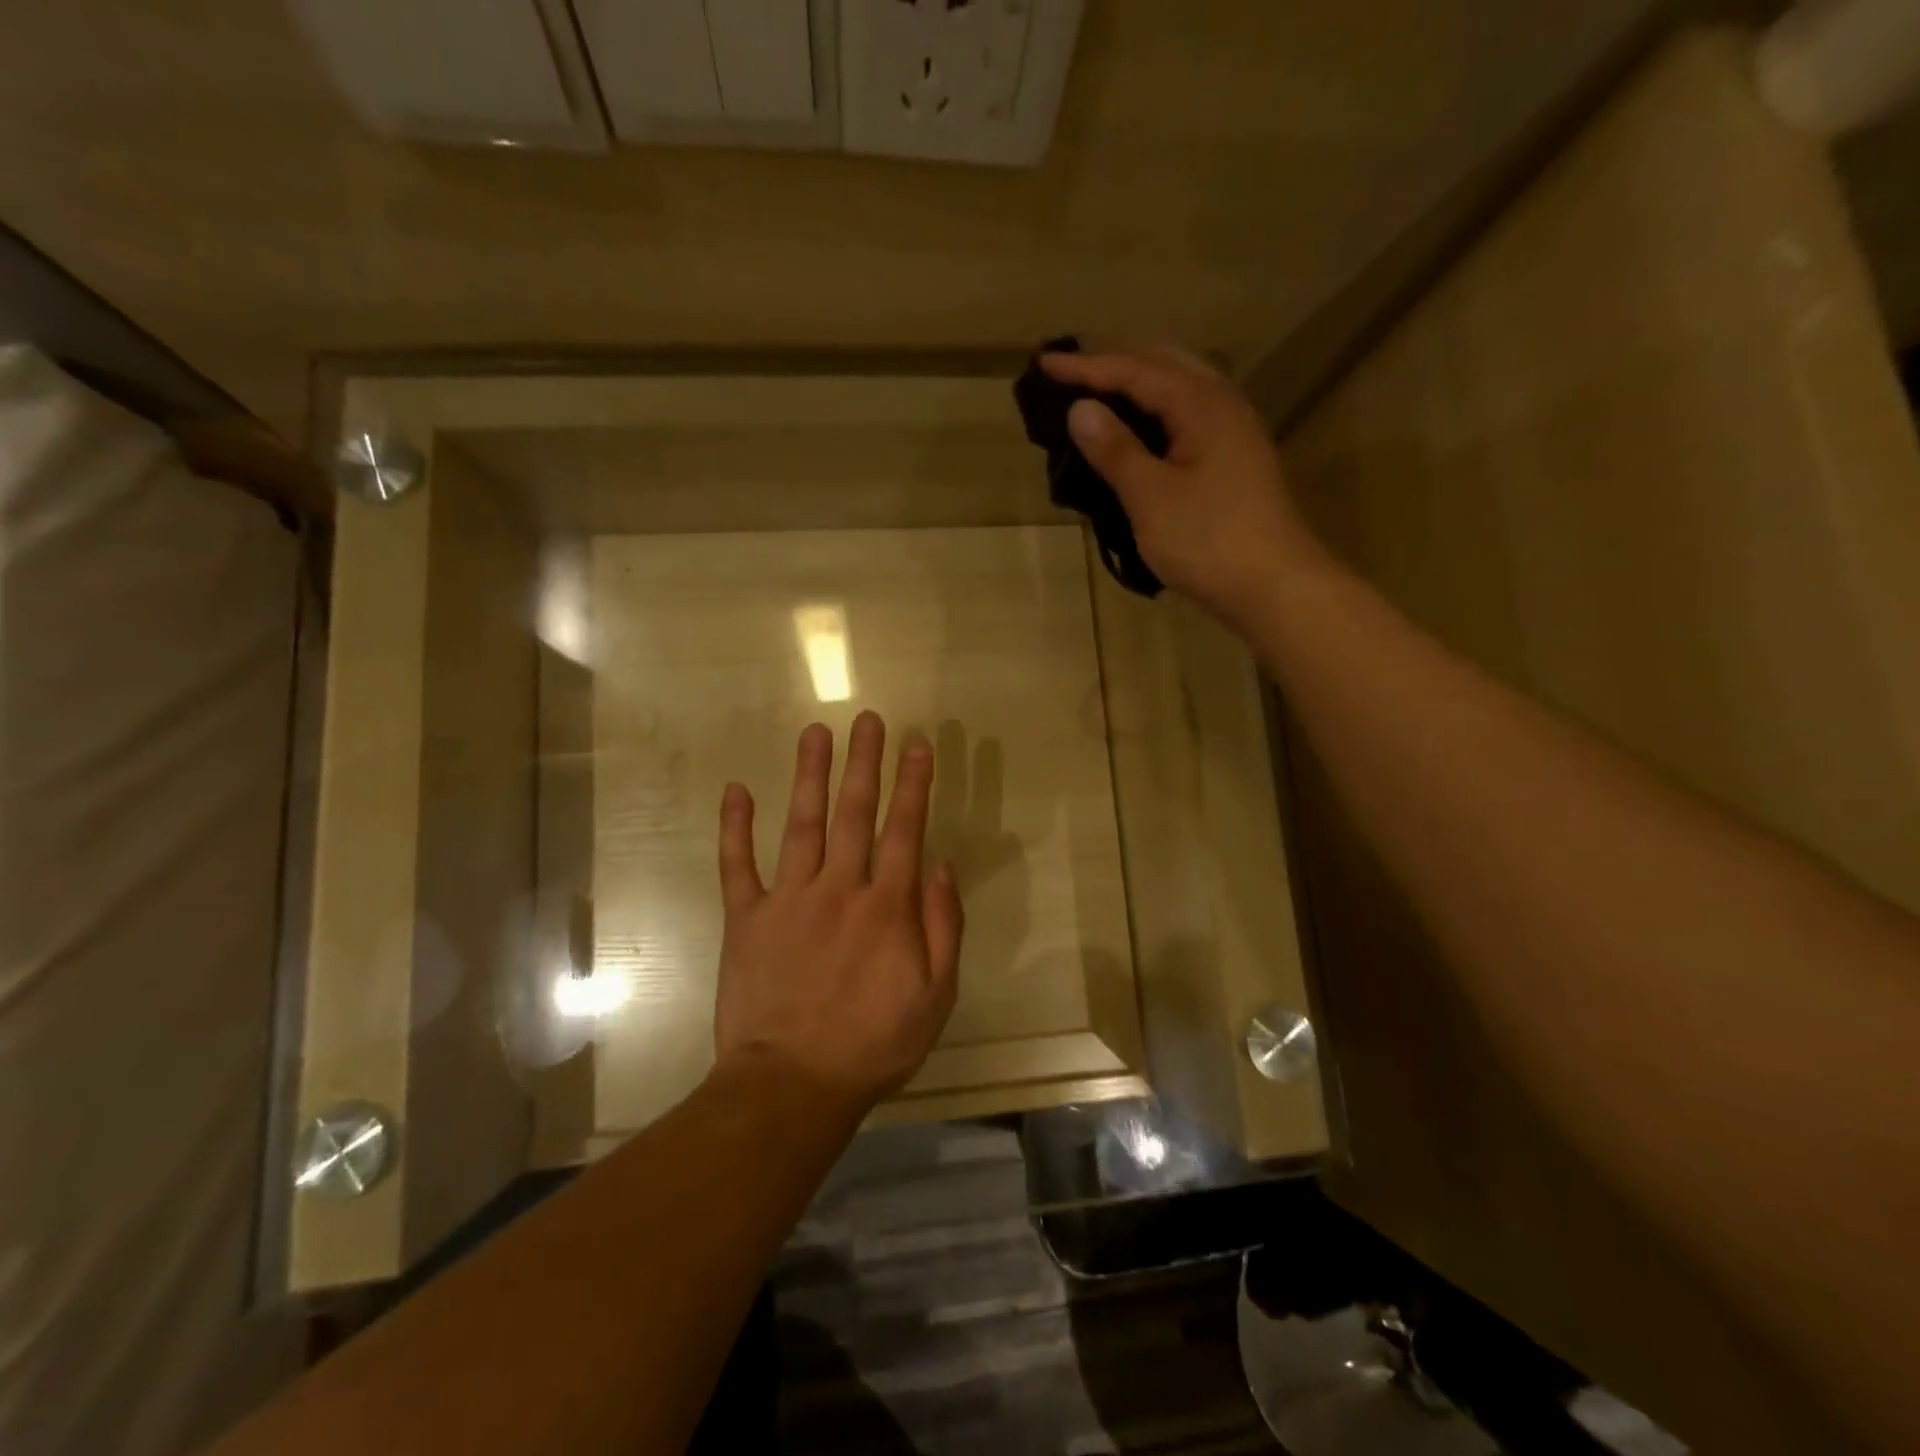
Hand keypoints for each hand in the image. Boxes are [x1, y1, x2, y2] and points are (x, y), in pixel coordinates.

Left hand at [713, 711, 962, 1110]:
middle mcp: (839, 888)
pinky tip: (735, 790)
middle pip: (855, 813)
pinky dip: (735, 827)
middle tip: (867, 718)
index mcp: (886, 906)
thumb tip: (941, 864)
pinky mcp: (746, 918)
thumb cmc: (873, 1044)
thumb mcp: (935, 996)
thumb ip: (943, 926)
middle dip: (864, 762)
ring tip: (815, 732)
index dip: (912, 784)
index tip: (916, 744)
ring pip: (803, 824)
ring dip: (810, 775)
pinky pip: (737, 865)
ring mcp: (788, 899)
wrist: (792, 1085)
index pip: (904, 830)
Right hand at [1041, 346, 1322, 626]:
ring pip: (1180, 389)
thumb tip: (1080, 408)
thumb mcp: (1152, 497)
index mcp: (1202, 405)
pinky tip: (1136, 436)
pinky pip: (1187, 417)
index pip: (1135, 370)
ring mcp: (1233, 432)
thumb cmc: (1209, 542)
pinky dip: (1155, 414)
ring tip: (1098, 400)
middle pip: (1164, 364)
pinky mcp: (1234, 460)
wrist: (1275, 588)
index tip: (1044, 365)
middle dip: (1116, 364)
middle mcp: (1223, 405)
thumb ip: (1115, 450)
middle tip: (1072, 376)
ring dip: (1138, 387)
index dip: (1087, 366)